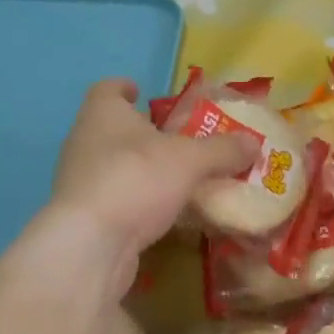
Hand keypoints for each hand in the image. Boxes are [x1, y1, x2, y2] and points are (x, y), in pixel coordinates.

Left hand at [48, 79, 257, 261]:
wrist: (90, 245)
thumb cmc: (135, 179)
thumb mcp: (189, 160)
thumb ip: (222, 150)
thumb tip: (254, 142)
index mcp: (103, 113)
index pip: (107, 89)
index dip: (125, 88)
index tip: (141, 91)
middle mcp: (84, 141)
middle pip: (112, 128)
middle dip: (141, 132)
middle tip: (175, 138)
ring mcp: (79, 181)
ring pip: (114, 165)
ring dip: (141, 169)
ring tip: (176, 177)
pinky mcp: (83, 217)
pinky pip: (115, 199)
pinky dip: (137, 201)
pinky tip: (164, 213)